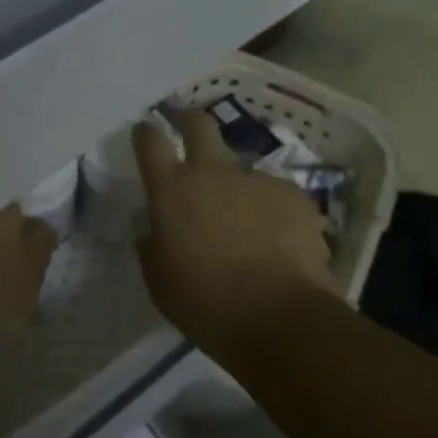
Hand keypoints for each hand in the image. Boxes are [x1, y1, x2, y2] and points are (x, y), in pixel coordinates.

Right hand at [133, 110, 335, 357]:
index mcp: (172, 190)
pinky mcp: (293, 195)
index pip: (150, 141)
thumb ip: (152, 248)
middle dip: (188, 118)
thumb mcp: (160, 282)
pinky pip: (274, 194)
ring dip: (235, 184)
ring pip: (240, 167)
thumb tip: (152, 233)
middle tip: (185, 123)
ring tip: (244, 219)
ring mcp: (256, 179)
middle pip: (198, 124)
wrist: (280, 318)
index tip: (144, 131)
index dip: (146, 133)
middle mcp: (212, 172)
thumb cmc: (206, 304)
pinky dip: (270, 209)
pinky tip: (277, 239)